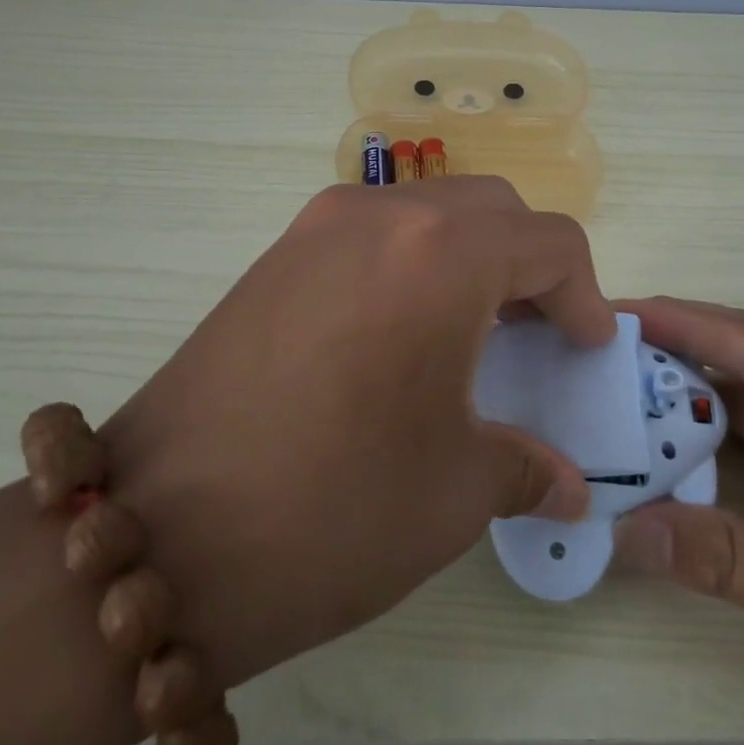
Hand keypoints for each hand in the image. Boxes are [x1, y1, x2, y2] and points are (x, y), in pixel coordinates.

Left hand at [100, 177, 610, 688]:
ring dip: (471, 254)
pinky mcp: (278, 251)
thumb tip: (566, 483)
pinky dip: (414, 260)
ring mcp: (320, 225)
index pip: (550, 242)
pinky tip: (403, 330)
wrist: (156, 535)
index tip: (587, 346)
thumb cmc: (334, 508)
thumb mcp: (454, 491)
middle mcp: (383, 215)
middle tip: (536, 330)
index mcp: (444, 254)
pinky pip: (375, 231)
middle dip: (531, 262)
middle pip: (492, 209)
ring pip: (430, 209)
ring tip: (473, 328)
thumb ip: (526, 466)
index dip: (584, 295)